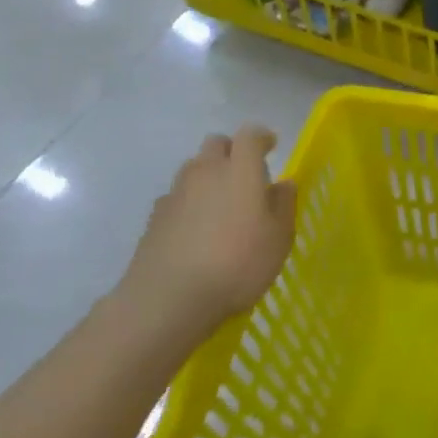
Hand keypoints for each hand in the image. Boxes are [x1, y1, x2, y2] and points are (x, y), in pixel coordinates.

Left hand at [116, 124, 294, 341]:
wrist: (167, 301)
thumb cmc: (237, 263)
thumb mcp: (279, 237)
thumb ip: (283, 204)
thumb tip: (282, 184)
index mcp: (240, 170)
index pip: (250, 135)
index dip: (261, 137)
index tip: (271, 147)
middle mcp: (205, 173)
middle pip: (215, 144)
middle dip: (231, 151)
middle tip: (245, 174)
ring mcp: (175, 195)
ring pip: (192, 169)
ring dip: (208, 176)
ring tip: (220, 204)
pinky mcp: (153, 220)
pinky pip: (175, 198)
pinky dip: (188, 203)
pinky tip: (195, 230)